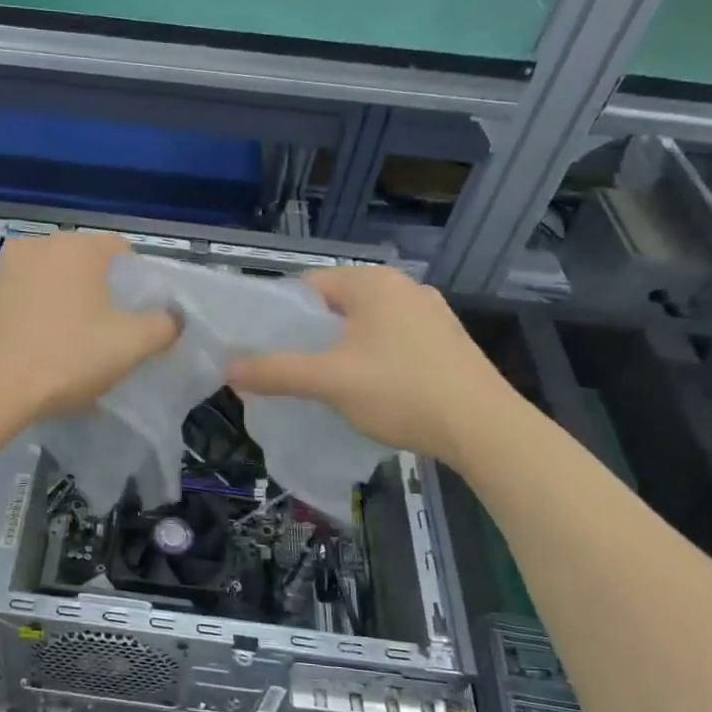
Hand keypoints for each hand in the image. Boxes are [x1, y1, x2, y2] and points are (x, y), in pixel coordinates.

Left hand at [0, 232, 178, 424]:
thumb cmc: (65, 358)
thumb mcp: (128, 346)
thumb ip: (161, 326)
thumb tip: (173, 317)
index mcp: (76, 248)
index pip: (121, 250)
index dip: (138, 280)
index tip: (139, 314)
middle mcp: (37, 246)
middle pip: (83, 266)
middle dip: (99, 294)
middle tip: (109, 333)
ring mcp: (3, 270)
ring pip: (50, 283)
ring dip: (65, 306)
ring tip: (71, 346)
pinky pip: (22, 301)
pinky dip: (35, 318)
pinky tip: (38, 351)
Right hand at [226, 265, 520, 467]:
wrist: (483, 428)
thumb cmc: (400, 392)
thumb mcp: (329, 381)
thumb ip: (276, 371)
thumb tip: (228, 367)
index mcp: (373, 283)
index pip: (307, 285)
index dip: (279, 315)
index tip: (263, 348)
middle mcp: (403, 287)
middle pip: (336, 305)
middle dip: (308, 336)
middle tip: (287, 370)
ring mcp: (430, 313)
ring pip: (364, 325)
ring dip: (339, 349)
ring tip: (323, 384)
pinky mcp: (445, 341)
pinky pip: (391, 340)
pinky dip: (370, 358)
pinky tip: (368, 389)